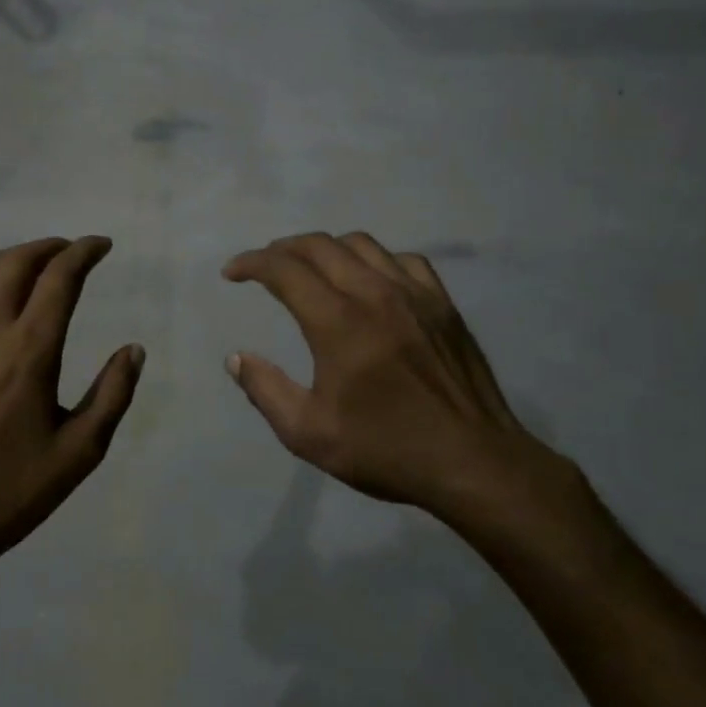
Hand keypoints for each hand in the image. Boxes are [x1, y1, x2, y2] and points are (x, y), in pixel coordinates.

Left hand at [0, 237, 143, 592]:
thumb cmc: (7, 494)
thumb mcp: (78, 453)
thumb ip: (112, 395)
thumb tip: (134, 349)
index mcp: (29, 349)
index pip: (61, 276)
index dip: (84, 252)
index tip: (100, 246)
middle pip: (16, 263)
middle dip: (48, 248)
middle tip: (66, 251)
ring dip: (4, 263)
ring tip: (21, 269)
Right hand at [223, 232, 587, 541]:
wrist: (473, 461)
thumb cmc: (386, 450)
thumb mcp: (309, 434)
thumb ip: (265, 390)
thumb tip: (236, 358)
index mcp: (338, 323)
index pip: (285, 270)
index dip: (251, 263)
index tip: (232, 273)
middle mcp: (375, 294)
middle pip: (320, 246)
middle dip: (283, 249)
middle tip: (264, 267)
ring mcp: (415, 294)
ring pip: (362, 244)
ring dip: (326, 248)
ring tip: (311, 268)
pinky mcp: (443, 304)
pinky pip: (403, 260)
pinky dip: (374, 260)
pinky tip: (370, 281)